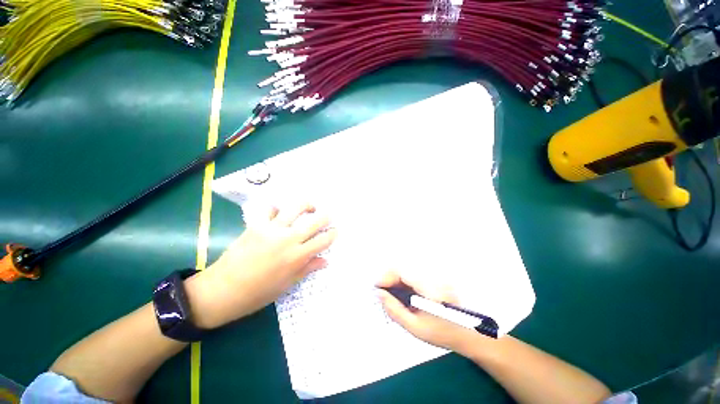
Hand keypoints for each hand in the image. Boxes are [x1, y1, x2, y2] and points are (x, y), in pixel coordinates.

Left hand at [187, 203, 336, 328]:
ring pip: (295, 208)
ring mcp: (272, 229)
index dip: (332, 234)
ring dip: (307, 205)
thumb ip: (307, 268)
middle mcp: (288, 239)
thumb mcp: (287, 284)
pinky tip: (279, 214)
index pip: (323, 240)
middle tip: (329, 216)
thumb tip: (325, 261)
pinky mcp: (257, 225)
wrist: (222, 290)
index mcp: (297, 256)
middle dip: (326, 217)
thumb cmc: (258, 293)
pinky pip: (271, 210)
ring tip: (310, 207)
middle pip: (314, 221)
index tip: (335, 231)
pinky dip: (277, 209)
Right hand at [377, 271, 479, 351]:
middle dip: (389, 280)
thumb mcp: (415, 327)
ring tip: (391, 297)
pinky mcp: (433, 279)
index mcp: (428, 288)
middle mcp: (431, 278)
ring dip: (395, 282)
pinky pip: (413, 277)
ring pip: (407, 273)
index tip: (377, 288)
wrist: (467, 333)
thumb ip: (395, 310)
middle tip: (382, 294)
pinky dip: (404, 285)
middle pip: (403, 270)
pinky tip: (403, 296)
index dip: (386, 278)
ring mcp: (433, 277)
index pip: (401, 272)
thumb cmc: (442, 333)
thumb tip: (380, 295)